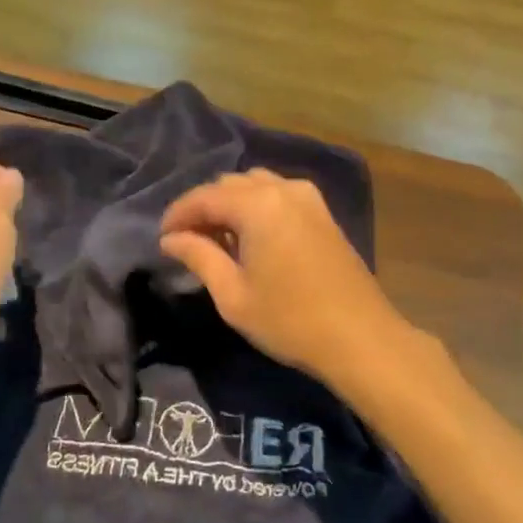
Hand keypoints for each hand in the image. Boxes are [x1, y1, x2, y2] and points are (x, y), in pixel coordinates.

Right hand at [159, 169, 409, 388]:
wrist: (360, 337)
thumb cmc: (289, 320)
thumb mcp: (233, 294)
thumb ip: (199, 257)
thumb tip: (171, 239)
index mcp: (258, 204)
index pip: (204, 196)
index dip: (178, 214)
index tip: (162, 238)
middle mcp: (283, 189)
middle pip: (229, 185)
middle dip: (203, 207)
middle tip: (186, 241)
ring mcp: (308, 198)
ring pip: (255, 185)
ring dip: (230, 205)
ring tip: (217, 238)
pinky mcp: (322, 213)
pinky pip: (278, 195)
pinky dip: (256, 207)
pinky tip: (250, 237)